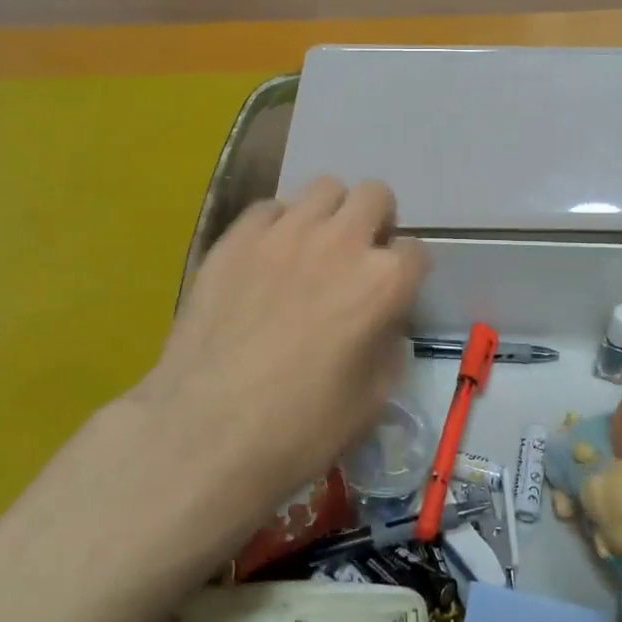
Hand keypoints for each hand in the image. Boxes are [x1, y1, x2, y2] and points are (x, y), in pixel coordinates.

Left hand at [127, 177, 427, 523]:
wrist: (205, 434)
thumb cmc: (300, 429)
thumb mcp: (372, 401)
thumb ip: (389, 348)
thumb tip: (381, 324)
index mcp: (382, 282)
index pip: (416, 252)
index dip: (408, 275)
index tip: (392, 296)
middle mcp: (340, 242)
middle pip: (375, 196)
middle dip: (377, 222)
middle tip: (359, 258)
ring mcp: (283, 233)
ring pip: (324, 188)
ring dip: (331, 214)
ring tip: (314, 249)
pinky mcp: (235, 238)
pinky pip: (268, 208)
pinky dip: (278, 226)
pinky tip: (266, 260)